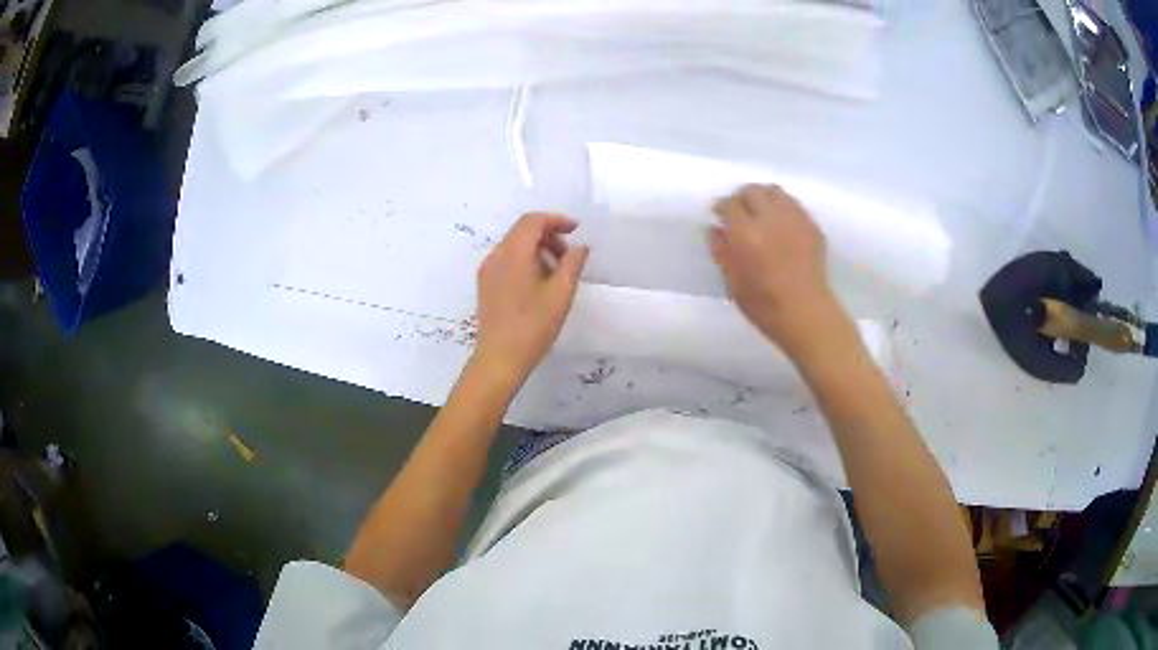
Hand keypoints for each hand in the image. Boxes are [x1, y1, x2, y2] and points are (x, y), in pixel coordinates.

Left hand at [474, 213, 588, 385]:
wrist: (499, 359)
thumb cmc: (533, 326)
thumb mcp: (560, 294)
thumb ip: (572, 264)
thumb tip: (580, 247)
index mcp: (513, 253)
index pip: (532, 221)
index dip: (556, 220)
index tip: (576, 230)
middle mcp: (496, 256)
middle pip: (522, 231)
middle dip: (548, 234)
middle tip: (569, 254)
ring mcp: (487, 270)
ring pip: (514, 245)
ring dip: (537, 248)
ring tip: (557, 271)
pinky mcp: (485, 284)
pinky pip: (507, 260)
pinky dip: (525, 260)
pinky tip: (539, 283)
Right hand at [710, 184, 844, 356]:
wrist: (806, 314)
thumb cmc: (763, 304)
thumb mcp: (732, 281)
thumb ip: (721, 250)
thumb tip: (716, 228)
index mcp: (746, 233)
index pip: (730, 204)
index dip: (722, 207)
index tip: (720, 216)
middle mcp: (771, 218)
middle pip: (753, 190)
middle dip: (742, 198)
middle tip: (740, 213)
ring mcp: (795, 219)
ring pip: (775, 192)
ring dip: (764, 199)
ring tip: (762, 214)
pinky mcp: (812, 226)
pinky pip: (794, 205)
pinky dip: (783, 208)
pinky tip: (781, 226)